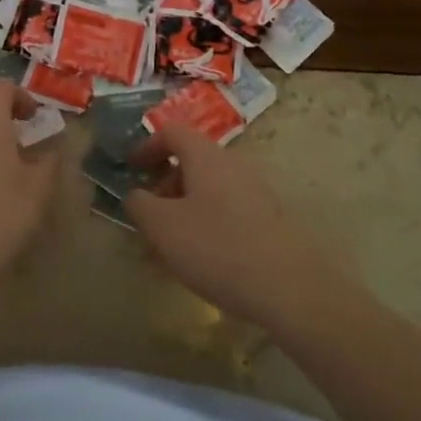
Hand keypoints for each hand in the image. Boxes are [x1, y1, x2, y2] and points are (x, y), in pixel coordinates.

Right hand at [125, 124, 341, 327]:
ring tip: (169, 243)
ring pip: (209, 188)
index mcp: (206, 156)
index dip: (146, 146)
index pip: (171, 132)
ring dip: (184, 206)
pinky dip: (205, 222)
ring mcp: (256, 191)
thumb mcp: (162, 227)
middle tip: (148, 213)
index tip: (130, 169)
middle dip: (164, 183)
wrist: (290, 289)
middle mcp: (233, 165)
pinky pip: (226, 209)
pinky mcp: (269, 219)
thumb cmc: (217, 248)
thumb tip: (136, 195)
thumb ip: (139, 204)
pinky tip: (200, 258)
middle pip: (192, 160)